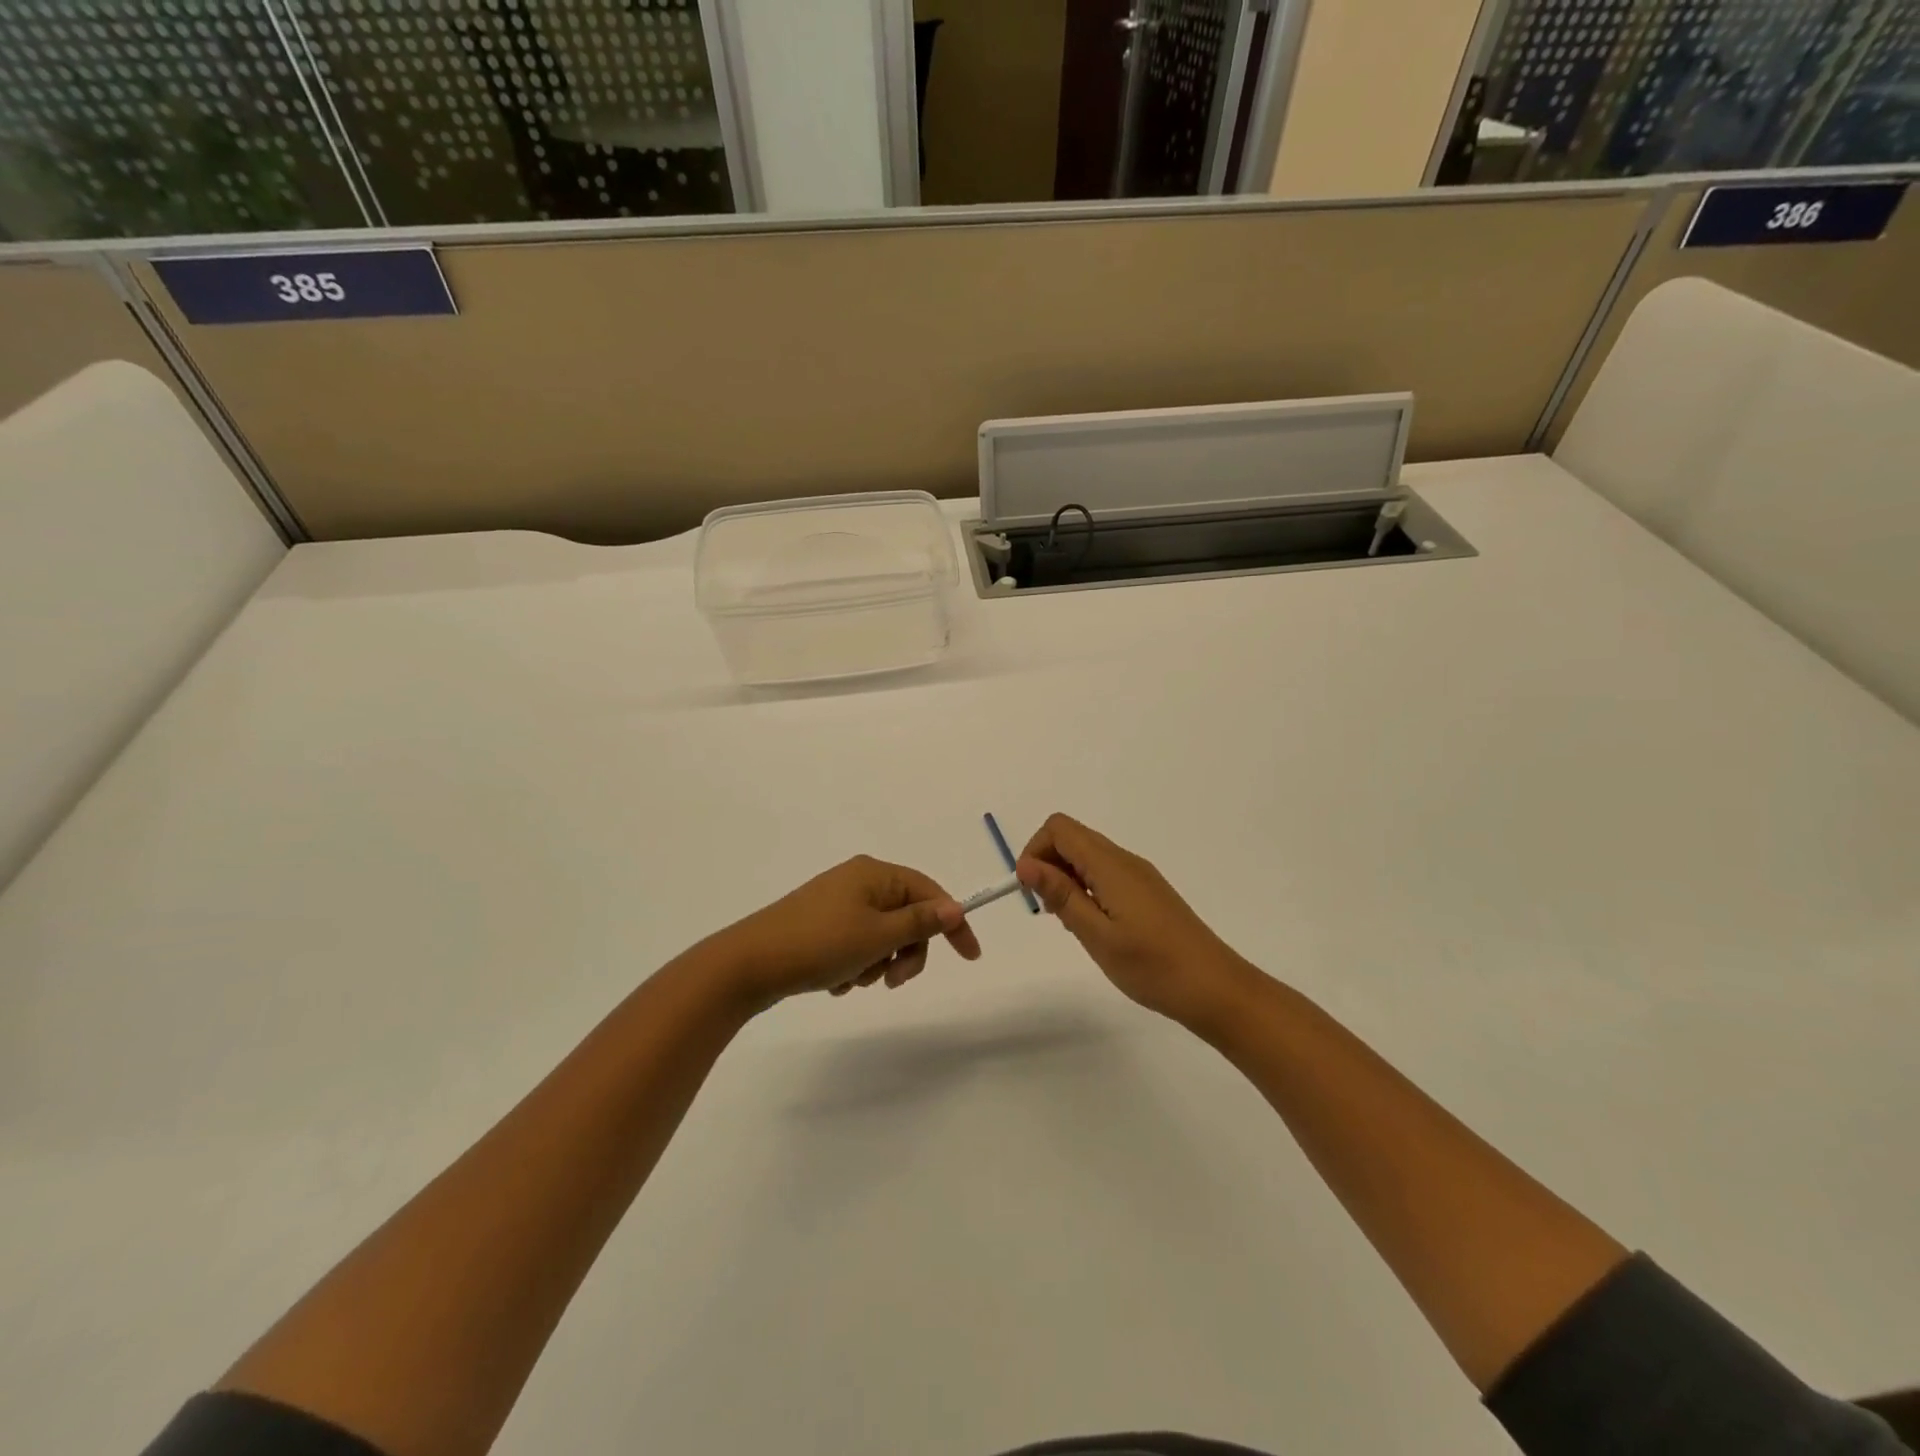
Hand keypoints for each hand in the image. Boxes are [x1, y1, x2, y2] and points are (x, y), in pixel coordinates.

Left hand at [708, 856, 981, 1011]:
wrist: (749, 964)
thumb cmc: (820, 944)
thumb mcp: (878, 936)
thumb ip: (920, 922)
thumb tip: (955, 907)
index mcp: (875, 873)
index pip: (930, 892)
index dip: (953, 923)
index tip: (969, 957)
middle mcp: (858, 881)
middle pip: (907, 916)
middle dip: (906, 951)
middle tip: (893, 981)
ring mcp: (837, 903)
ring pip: (882, 936)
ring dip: (878, 963)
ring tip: (853, 980)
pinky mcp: (821, 925)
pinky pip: (856, 944)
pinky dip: (856, 965)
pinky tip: (836, 982)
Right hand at [1016, 813, 1256, 1028]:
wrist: (1215, 988)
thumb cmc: (1152, 966)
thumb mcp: (1097, 935)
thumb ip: (1061, 895)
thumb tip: (1026, 864)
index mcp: (1111, 865)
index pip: (1059, 828)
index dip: (1035, 851)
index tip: (1030, 890)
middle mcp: (1125, 860)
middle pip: (1073, 838)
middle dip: (1049, 866)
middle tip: (1052, 912)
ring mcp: (1139, 875)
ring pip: (1088, 857)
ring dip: (1067, 880)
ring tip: (1074, 924)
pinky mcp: (1147, 892)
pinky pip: (1105, 874)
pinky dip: (1087, 891)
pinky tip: (1095, 927)